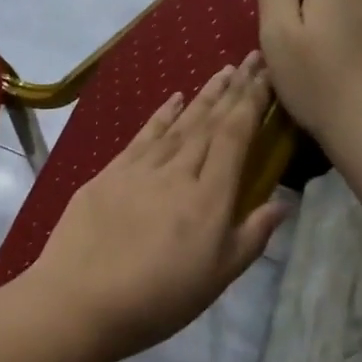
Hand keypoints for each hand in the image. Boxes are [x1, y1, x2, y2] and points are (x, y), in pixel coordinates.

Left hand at [25, 55, 286, 361]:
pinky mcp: (108, 174)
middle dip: (233, 89)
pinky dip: (161, 114)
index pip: (235, 136)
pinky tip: (173, 99)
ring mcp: (139, 169)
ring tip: (222, 72)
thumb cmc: (157, 300)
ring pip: (178, 123)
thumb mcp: (217, 278)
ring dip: (201, 96)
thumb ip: (251, 236)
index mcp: (209, 197)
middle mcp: (177, 172)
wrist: (79, 300)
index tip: (266, 77)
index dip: (252, 103)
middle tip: (250, 60)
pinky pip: (142, 135)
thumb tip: (282, 202)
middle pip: (209, 122)